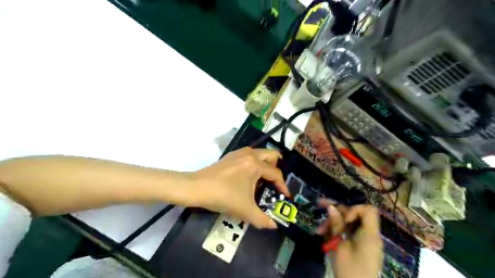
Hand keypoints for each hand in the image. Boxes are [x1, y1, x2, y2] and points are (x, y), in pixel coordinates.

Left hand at [190, 148, 290, 227]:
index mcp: (255, 165)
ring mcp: (239, 153)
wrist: (197, 187)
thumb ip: (262, 219)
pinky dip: (254, 161)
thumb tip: (273, 226)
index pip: (276, 173)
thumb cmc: (224, 196)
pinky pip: (248, 154)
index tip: (285, 195)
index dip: (283, 185)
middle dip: (277, 166)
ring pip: (259, 152)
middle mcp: (249, 155)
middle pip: (271, 154)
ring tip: (263, 177)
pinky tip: (248, 175)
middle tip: (275, 180)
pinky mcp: (230, 156)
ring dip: (265, 162)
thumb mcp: (245, 210)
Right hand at [317, 201, 381, 277]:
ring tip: (319, 230)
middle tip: (320, 206)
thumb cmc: (350, 269)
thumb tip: (331, 207)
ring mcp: (364, 241)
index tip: (343, 218)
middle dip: (337, 212)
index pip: (368, 210)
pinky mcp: (359, 247)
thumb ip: (337, 225)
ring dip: (333, 223)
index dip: (354, 209)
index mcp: (369, 233)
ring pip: (348, 223)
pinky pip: (348, 233)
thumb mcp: (340, 245)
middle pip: (354, 215)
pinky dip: (337, 232)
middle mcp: (369, 234)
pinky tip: (324, 236)